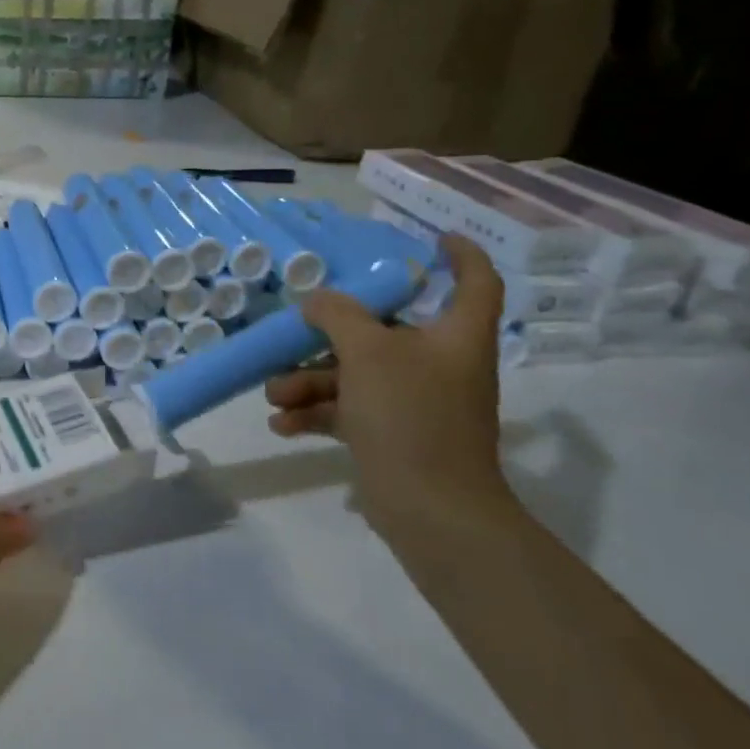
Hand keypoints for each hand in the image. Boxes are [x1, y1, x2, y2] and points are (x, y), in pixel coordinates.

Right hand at [265, 234, 508, 518]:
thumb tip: (317, 300)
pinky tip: (282, 423)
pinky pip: (350, 411)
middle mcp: (440, 365)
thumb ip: (340, 316)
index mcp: (455, 337)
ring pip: (357, 375)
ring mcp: (417, 403)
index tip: (431, 239)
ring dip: (310, 381)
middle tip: (296, 331)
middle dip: (332, 335)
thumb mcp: (368, 352)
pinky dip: (316, 413)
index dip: (461, 255)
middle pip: (386, 332)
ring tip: (274, 394)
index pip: (475, 282)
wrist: (431, 509)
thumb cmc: (410, 414)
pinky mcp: (394, 435)